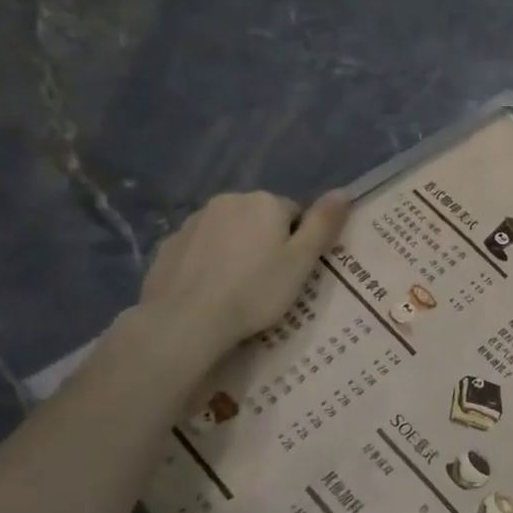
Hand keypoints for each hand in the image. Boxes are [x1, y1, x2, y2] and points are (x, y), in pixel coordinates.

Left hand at [137, 190, 349, 360]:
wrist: (186, 321)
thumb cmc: (255, 291)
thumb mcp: (301, 262)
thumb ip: (323, 224)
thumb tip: (344, 192)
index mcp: (264, 202)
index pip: (295, 214)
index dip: (299, 243)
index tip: (293, 271)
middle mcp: (227, 201)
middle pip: (260, 219)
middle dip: (267, 242)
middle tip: (270, 281)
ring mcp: (193, 222)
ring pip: (229, 232)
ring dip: (238, 250)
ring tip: (239, 288)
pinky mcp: (169, 245)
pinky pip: (202, 248)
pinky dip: (210, 262)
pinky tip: (211, 290)